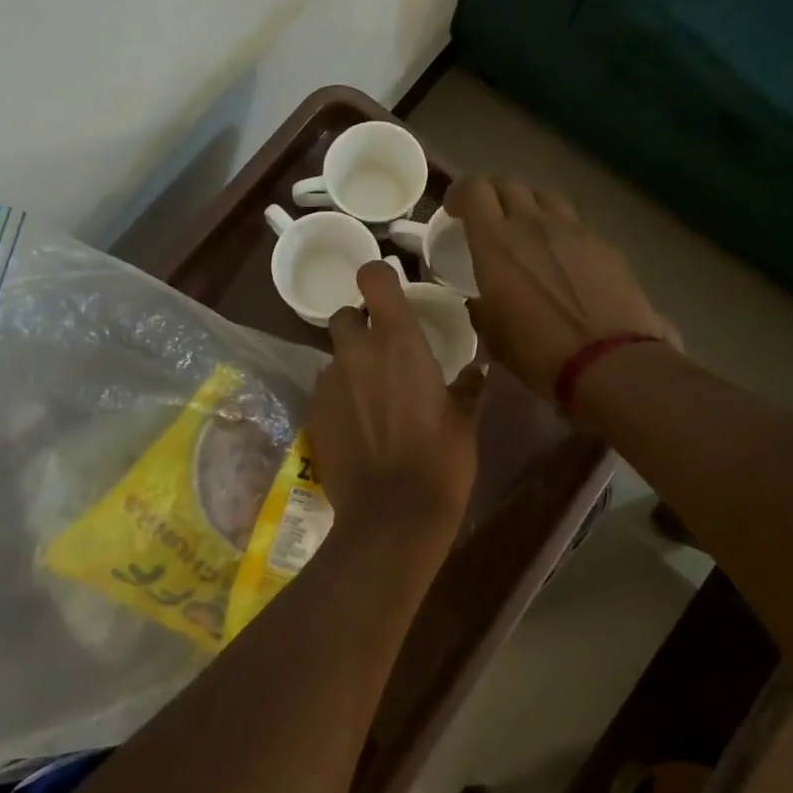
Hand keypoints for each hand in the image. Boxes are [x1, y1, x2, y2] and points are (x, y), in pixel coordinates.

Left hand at [308, 263, 484, 558]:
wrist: (392, 514)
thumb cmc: (440, 460)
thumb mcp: (464, 419)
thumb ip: (468, 385)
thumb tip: (478, 368)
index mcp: (398, 340)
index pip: (373, 277)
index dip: (379, 278)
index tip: (391, 295)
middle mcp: (357, 351)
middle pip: (345, 315)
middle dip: (360, 325)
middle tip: (382, 351)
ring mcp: (330, 381)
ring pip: (334, 354)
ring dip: (350, 364)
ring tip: (372, 396)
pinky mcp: (313, 411)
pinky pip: (326, 388)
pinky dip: (340, 395)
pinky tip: (357, 424)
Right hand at [445, 176, 674, 402]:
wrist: (610, 361)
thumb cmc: (540, 351)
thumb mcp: (493, 334)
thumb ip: (480, 306)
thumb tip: (480, 300)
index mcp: (496, 243)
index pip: (474, 189)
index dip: (460, 192)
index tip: (455, 210)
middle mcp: (532, 224)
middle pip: (509, 184)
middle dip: (493, 194)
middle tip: (488, 218)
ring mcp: (572, 229)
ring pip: (544, 196)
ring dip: (528, 206)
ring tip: (527, 229)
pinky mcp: (603, 242)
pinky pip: (573, 221)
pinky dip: (559, 228)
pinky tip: (562, 254)